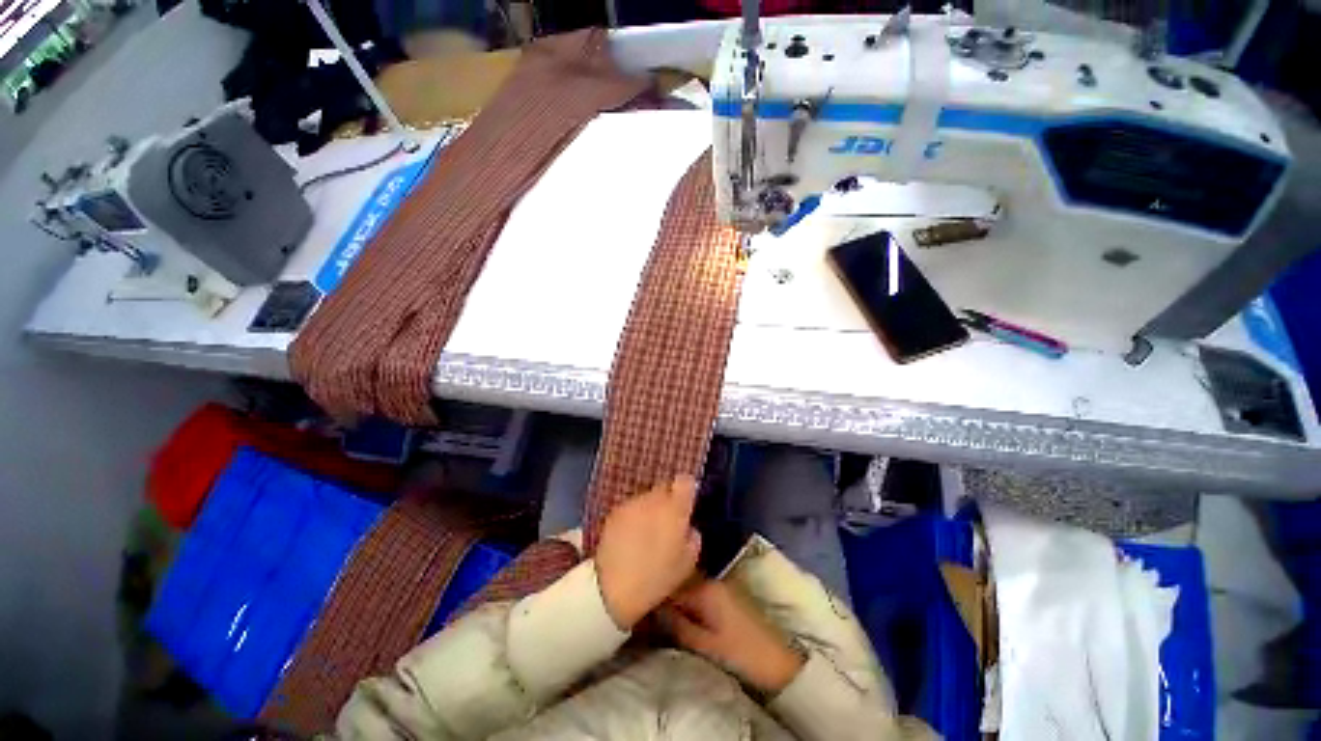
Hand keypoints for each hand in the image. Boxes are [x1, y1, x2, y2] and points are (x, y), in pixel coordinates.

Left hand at [595, 477, 701, 629]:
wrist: (611, 587)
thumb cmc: (657, 577)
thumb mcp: (688, 562)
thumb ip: (693, 536)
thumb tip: (688, 527)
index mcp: (674, 508)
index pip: (685, 481)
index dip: (688, 490)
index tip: (687, 505)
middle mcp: (653, 498)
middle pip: (665, 488)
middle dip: (669, 501)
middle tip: (668, 523)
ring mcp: (632, 503)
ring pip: (647, 498)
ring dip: (651, 509)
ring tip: (648, 533)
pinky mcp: (614, 512)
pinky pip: (631, 508)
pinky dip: (635, 517)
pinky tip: (631, 537)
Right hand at [659, 580, 805, 694]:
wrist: (778, 662)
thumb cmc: (740, 654)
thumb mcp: (704, 645)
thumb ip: (677, 625)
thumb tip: (653, 610)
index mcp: (705, 588)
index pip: (671, 583)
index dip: (655, 594)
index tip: (642, 605)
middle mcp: (712, 580)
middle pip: (680, 582)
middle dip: (665, 594)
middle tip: (650, 612)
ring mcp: (721, 587)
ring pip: (689, 587)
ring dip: (677, 598)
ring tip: (663, 615)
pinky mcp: (727, 596)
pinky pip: (700, 593)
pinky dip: (689, 602)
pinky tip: (683, 616)